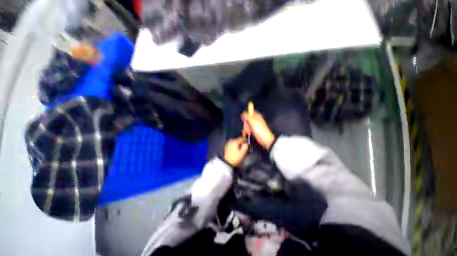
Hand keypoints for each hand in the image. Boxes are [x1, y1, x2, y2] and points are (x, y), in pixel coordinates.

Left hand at [224, 137, 248, 166]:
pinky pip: (233, 144)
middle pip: (238, 140)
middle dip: (242, 143)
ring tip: (241, 150)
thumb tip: (246, 143)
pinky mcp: (227, 146)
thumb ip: (245, 146)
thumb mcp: (242, 153)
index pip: (242, 138)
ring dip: (238, 144)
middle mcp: (231, 140)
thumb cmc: (235, 158)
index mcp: (235, 141)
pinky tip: (236, 150)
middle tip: (244, 148)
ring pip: (235, 142)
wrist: (227, 163)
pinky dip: (235, 146)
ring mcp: (228, 143)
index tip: (248, 144)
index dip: (246, 140)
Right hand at [242, 110, 274, 149]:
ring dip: (246, 129)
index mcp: (256, 116)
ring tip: (248, 132)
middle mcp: (256, 120)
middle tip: (248, 127)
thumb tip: (243, 113)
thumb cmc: (260, 130)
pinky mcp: (254, 131)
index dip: (246, 115)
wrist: (266, 140)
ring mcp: (255, 126)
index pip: (249, 112)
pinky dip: (247, 132)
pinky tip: (248, 134)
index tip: (245, 119)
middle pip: (247, 119)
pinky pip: (248, 130)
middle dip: (246, 124)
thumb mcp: (253, 121)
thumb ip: (247, 116)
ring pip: (247, 125)